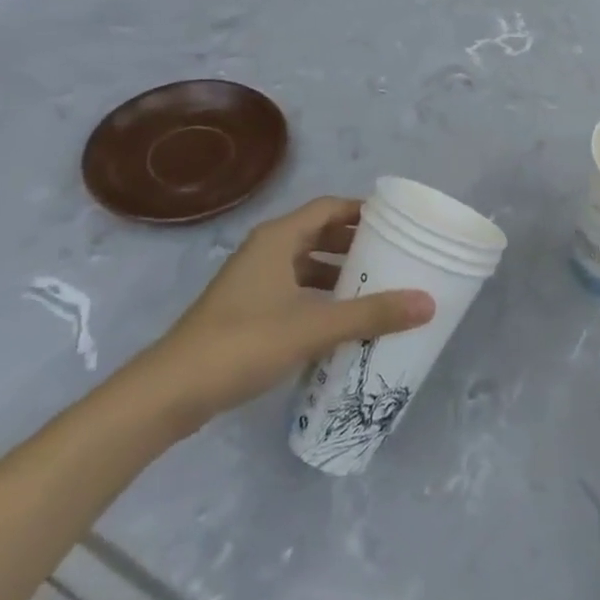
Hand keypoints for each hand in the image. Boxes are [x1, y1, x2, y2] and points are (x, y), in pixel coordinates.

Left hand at [133, 198, 434, 433]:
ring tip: (374, 287)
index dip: (362, 210)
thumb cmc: (244, 343)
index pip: (329, 207)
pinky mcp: (245, 310)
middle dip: (354, 243)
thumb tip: (428, 303)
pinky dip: (318, 296)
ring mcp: (252, 281)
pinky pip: (293, 289)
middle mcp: (265, 250)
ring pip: (304, 263)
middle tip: (393, 255)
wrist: (170, 392)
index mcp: (278, 238)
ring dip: (337, 271)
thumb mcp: (314, 326)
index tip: (396, 222)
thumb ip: (371, 314)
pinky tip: (339, 320)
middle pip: (318, 233)